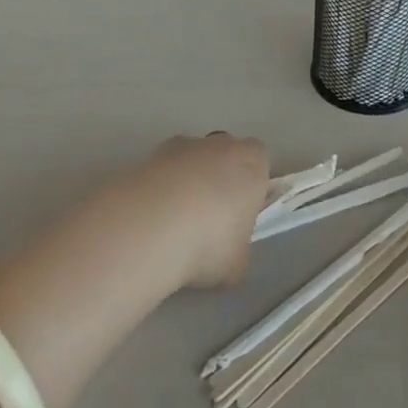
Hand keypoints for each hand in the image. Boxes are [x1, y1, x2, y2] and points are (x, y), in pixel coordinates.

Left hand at [141, 133, 268, 288]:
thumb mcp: (236, 264)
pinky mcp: (150, 153)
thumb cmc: (210, 242)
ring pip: (190, 160)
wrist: (153, 227)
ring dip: (184, 182)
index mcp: (253, 162)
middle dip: (217, 180)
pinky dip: (157, 189)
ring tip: (170, 225)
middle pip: (224, 156)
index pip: (259, 162)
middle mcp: (222, 144)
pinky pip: (161, 170)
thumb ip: (238, 251)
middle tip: (206, 220)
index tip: (238, 215)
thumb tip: (228, 254)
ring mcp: (185, 144)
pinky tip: (148, 221)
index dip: (249, 187)